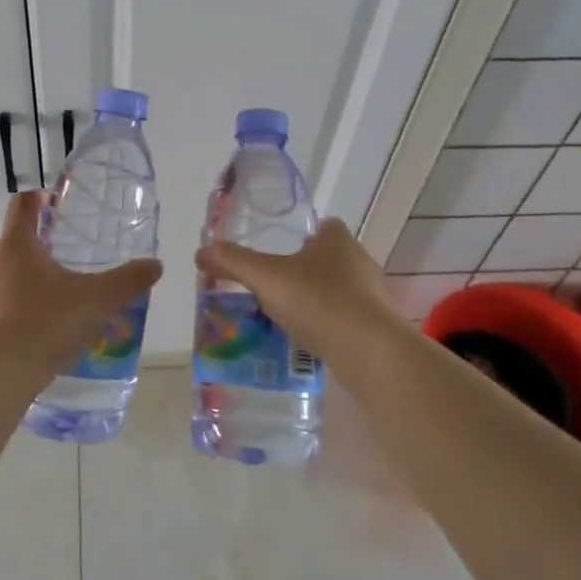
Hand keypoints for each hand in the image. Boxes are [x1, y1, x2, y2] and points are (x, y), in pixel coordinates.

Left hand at [0, 191, 163, 371]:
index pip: (22, 205)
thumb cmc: (45, 324)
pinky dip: (3, 321)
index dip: (38, 200)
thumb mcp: (95, 302)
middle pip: (11, 248)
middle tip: (63, 277)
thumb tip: (155, 265)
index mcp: (15, 246)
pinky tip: (24, 343)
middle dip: (35, 258)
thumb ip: (126, 282)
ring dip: (18, 291)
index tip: (52, 205)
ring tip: (46, 316)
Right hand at [195, 219, 410, 361]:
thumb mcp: (266, 278)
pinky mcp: (380, 328)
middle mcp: (360, 261)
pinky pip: (349, 320)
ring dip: (318, 300)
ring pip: (340, 290)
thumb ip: (232, 262)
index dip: (304, 236)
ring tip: (288, 317)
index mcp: (337, 240)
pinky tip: (311, 341)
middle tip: (276, 287)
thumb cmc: (319, 302)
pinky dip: (331, 326)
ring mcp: (374, 296)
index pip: (324, 226)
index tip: (281, 252)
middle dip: (306, 270)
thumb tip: (200, 252)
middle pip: (330, 258)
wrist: (372, 353)